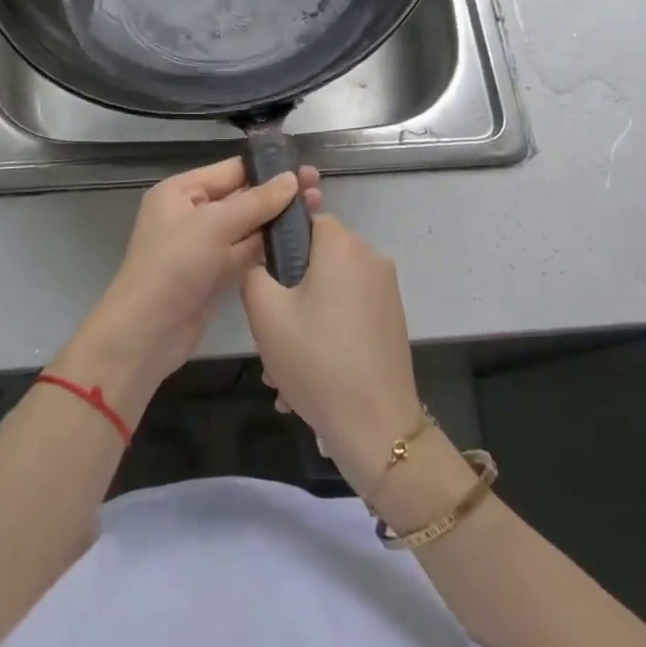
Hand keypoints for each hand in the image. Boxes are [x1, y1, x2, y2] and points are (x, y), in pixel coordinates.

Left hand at [61, 158, 322, 414]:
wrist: (147, 333)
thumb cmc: (174, 266)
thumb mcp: (215, 225)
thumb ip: (256, 202)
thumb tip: (292, 179)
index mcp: (181, 191)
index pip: (230, 170)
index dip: (266, 169)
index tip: (304, 168)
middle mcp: (191, 213)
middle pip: (241, 197)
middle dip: (277, 195)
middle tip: (318, 190)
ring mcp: (203, 246)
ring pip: (246, 226)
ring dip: (276, 221)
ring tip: (317, 211)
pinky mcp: (214, 274)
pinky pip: (245, 252)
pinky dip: (267, 248)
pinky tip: (299, 242)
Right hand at [240, 213, 421, 494]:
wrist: (377, 426)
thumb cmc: (316, 359)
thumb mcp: (265, 313)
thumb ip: (253, 272)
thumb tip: (262, 262)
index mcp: (342, 245)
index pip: (306, 219)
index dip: (280, 244)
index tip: (264, 280)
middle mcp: (370, 258)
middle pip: (318, 260)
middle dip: (289, 293)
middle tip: (269, 334)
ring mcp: (386, 291)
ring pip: (330, 293)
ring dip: (304, 322)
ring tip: (283, 373)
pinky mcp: (393, 320)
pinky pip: (349, 315)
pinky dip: (328, 335)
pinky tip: (309, 381)